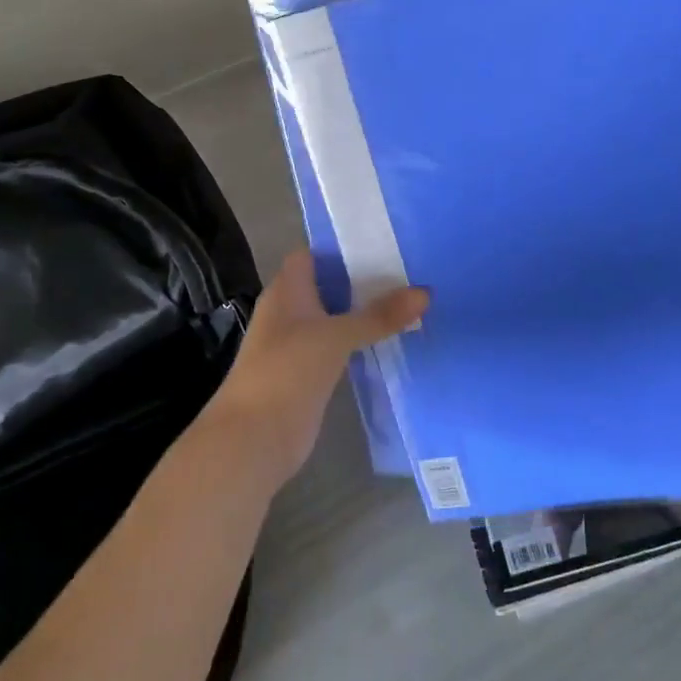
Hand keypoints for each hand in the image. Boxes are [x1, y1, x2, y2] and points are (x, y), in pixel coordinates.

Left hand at [200, 251, 427, 485]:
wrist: (254, 440)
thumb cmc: (287, 372)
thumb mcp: (336, 336)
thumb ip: (378, 315)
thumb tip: (425, 292)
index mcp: (287, 290)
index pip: (313, 254)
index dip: (342, 246)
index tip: (383, 241)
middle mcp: (290, 311)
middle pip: (329, 285)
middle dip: (363, 278)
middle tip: (409, 269)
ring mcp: (298, 344)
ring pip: (336, 317)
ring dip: (365, 312)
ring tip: (410, 300)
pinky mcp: (310, 373)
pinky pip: (340, 347)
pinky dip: (362, 342)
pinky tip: (392, 340)